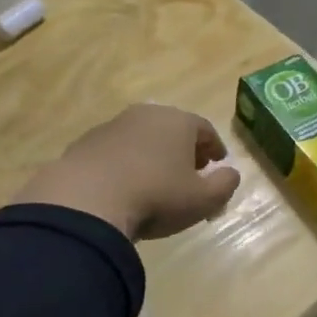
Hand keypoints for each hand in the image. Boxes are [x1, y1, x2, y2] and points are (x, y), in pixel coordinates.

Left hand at [14, 104, 241, 240]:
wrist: (87, 201)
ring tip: (156, 179)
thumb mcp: (202, 200)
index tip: (218, 163)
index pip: (204, 129)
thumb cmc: (155, 197)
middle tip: (190, 170)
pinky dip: (125, 162)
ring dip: (153, 154)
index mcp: (177, 121)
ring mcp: (112, 126)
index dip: (214, 147)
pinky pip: (115, 150)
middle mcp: (145, 115)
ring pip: (142, 137)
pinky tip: (124, 185)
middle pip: (172, 128)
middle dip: (184, 148)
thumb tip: (231, 173)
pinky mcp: (85, 142)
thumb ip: (224, 185)